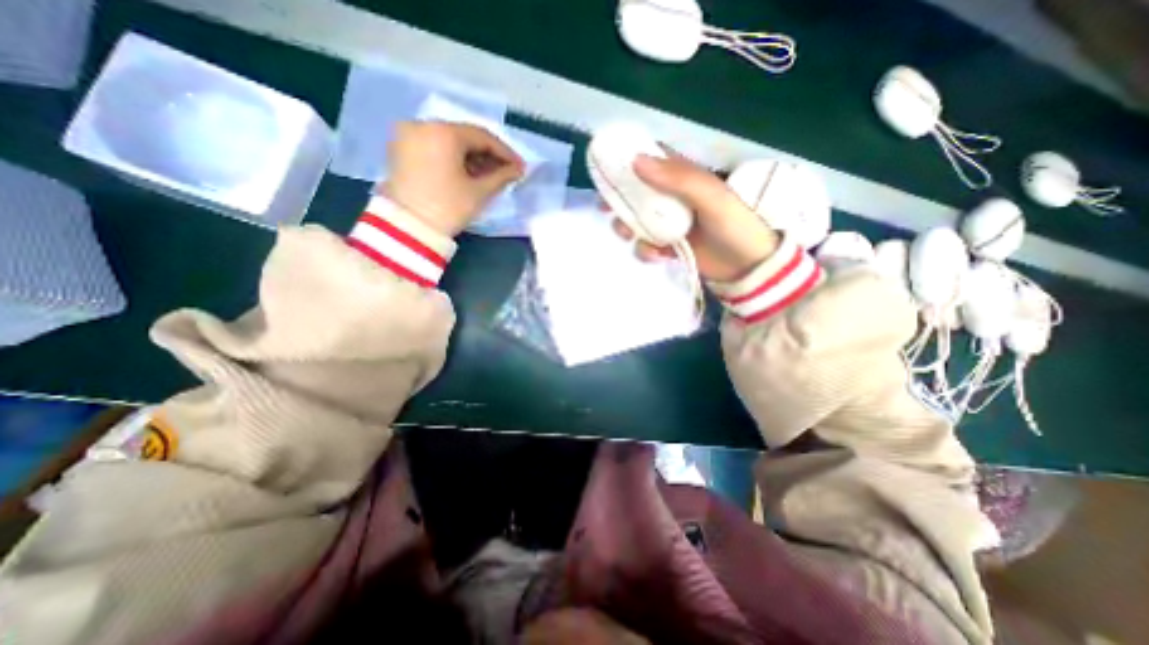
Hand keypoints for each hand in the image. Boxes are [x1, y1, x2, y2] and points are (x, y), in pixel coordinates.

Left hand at [379, 121, 524, 233]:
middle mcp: (423, 125)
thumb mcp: (479, 192)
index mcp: (443, 132)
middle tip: (506, 172)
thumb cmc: (448, 208)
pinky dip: (452, 158)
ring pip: (448, 142)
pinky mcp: (400, 150)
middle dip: (488, 155)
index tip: (520, 167)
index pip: (482, 136)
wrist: (406, 229)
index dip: (505, 152)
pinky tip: (467, 174)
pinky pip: (434, 147)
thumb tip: (518, 169)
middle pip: (464, 136)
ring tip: (489, 176)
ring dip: (471, 157)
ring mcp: (408, 136)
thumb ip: (501, 176)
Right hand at [611, 151, 780, 282]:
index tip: (606, 172)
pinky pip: (646, 246)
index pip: (651, 161)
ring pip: (636, 222)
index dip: (627, 162)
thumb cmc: (734, 226)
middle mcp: (672, 198)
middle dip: (619, 203)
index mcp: (683, 178)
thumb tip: (635, 161)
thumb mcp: (711, 197)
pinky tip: (660, 257)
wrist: (747, 267)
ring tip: (633, 237)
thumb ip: (678, 178)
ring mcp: (668, 224)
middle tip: (607, 211)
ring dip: (629, 230)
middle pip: (636, 194)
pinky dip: (647, 252)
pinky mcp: (667, 247)